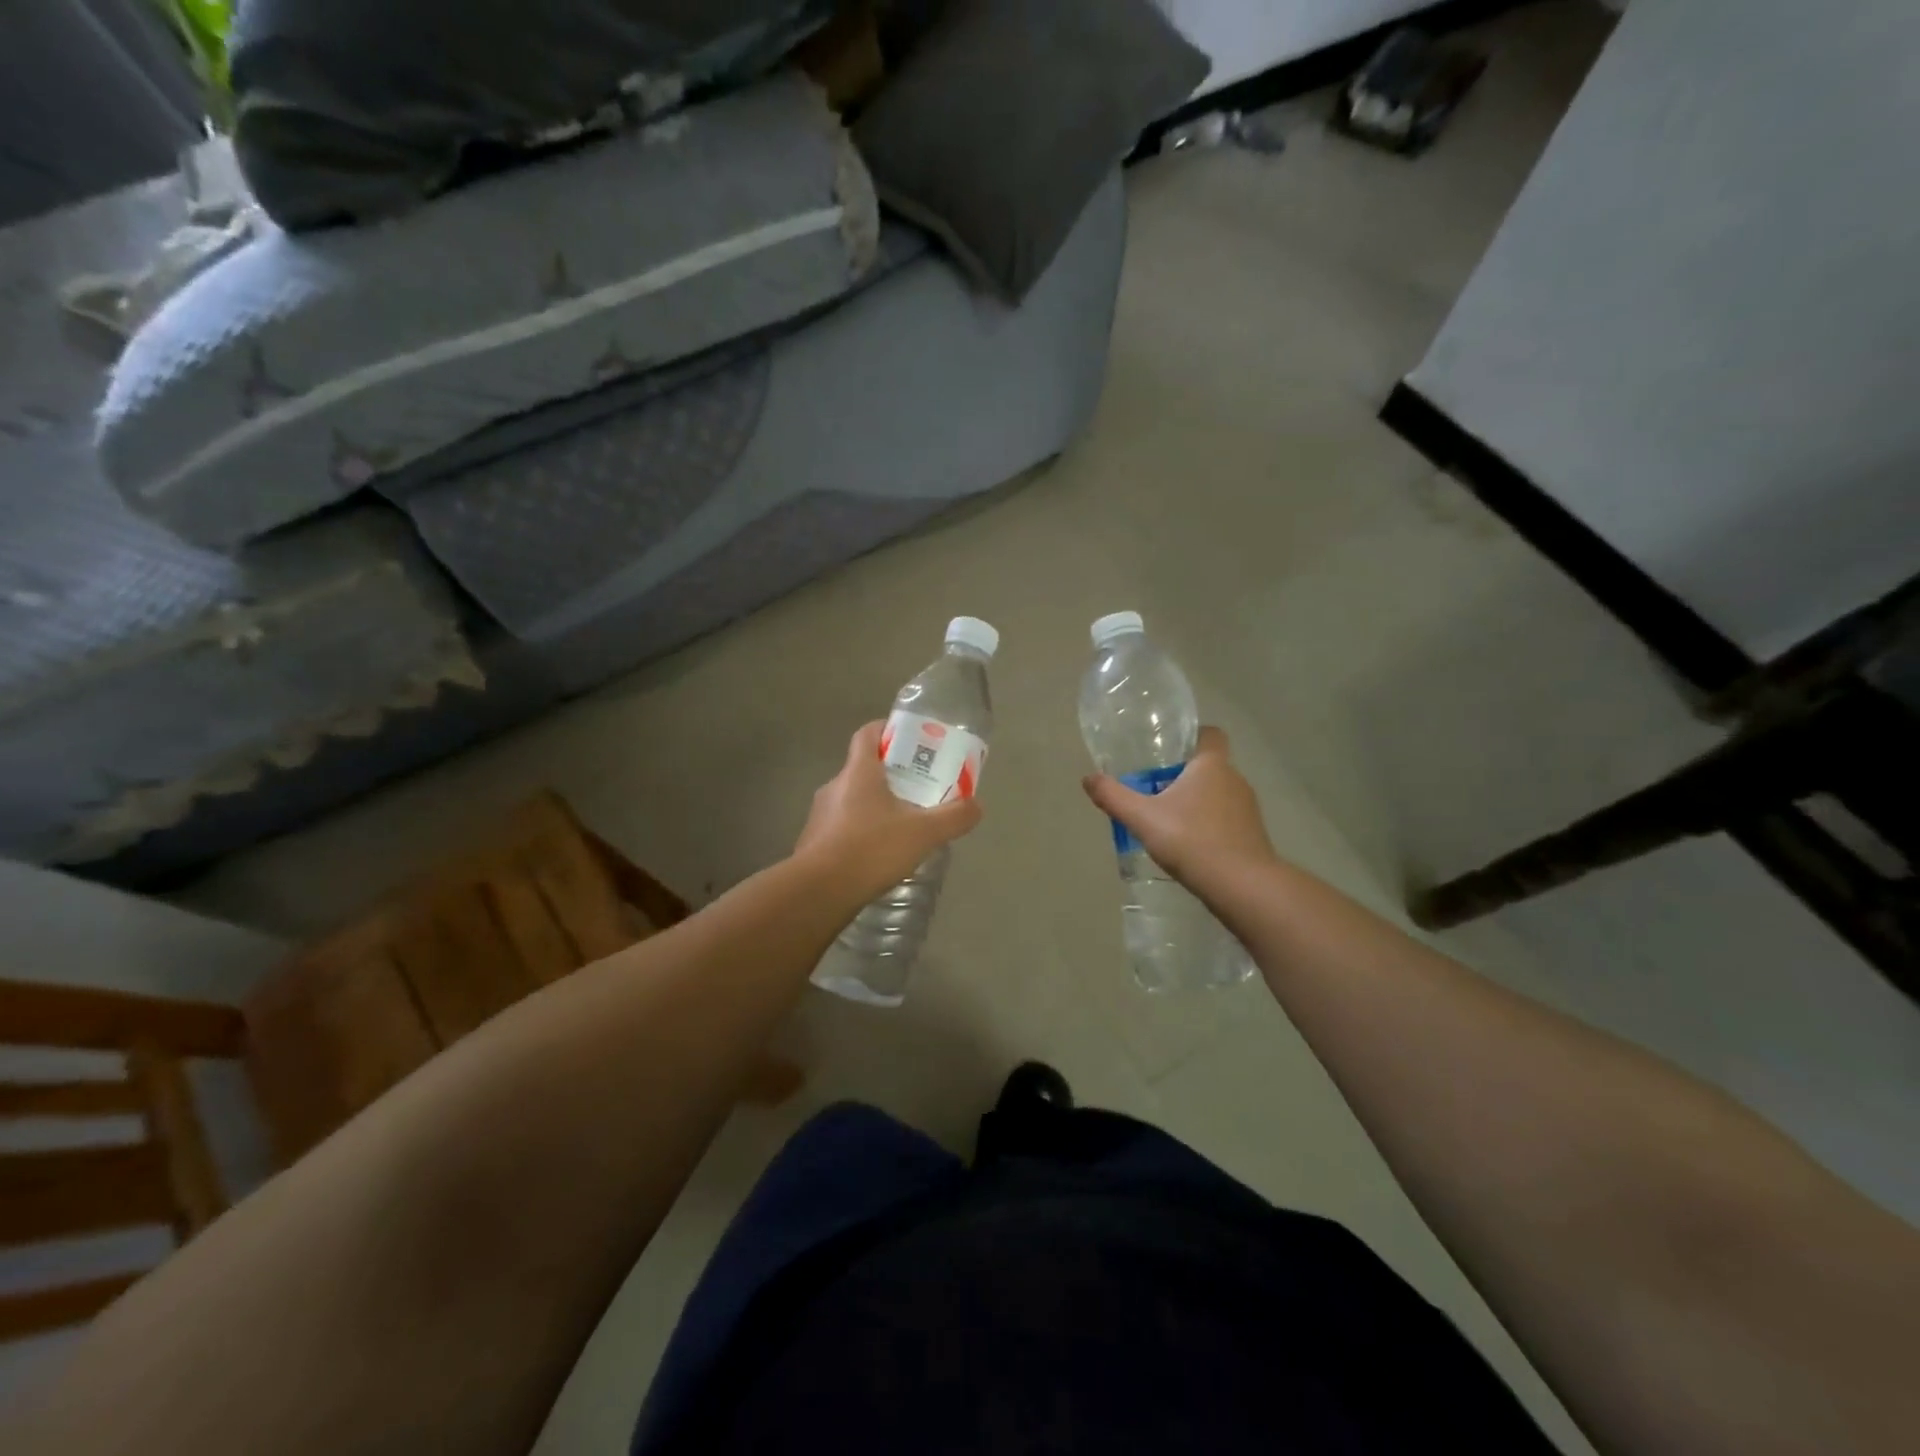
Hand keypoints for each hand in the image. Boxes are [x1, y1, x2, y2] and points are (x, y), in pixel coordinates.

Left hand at [794, 722, 982, 901]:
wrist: (819, 892)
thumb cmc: (871, 849)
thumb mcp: (923, 833)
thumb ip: (953, 817)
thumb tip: (977, 806)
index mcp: (858, 772)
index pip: (867, 734)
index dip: (887, 730)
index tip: (909, 740)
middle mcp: (835, 786)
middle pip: (863, 769)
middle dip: (891, 776)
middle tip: (918, 788)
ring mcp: (820, 815)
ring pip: (853, 800)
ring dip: (876, 807)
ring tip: (903, 826)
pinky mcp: (814, 842)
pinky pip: (842, 827)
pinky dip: (861, 833)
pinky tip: (879, 855)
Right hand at [1082, 726, 1275, 887]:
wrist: (1242, 886)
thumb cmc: (1191, 840)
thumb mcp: (1142, 818)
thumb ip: (1114, 796)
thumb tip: (1088, 778)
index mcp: (1211, 765)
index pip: (1210, 734)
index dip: (1192, 736)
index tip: (1168, 751)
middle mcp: (1234, 779)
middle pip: (1209, 766)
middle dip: (1184, 775)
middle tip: (1154, 790)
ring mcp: (1248, 809)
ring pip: (1218, 794)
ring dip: (1197, 802)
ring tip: (1168, 821)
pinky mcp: (1252, 835)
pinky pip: (1226, 820)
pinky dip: (1209, 825)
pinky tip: (1189, 845)